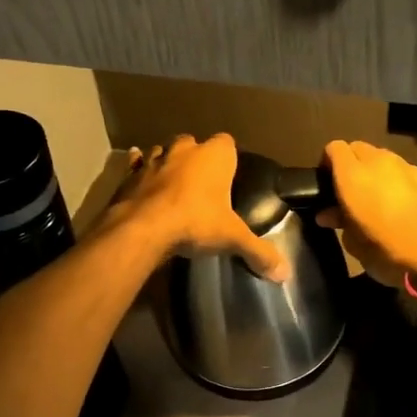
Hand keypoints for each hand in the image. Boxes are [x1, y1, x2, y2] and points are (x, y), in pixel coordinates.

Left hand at [104, 133, 289, 281]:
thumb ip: (259, 252)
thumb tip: (285, 274)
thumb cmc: (195, 222)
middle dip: (196, 158)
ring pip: (163, 152)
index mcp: (214, 156)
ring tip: (173, 185)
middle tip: (201, 184)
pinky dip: (138, 169)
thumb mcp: (232, 238)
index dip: (227, 157)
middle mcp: (184, 150)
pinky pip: (136, 165)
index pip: (227, 143)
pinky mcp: (131, 175)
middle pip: (193, 143)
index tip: (228, 175)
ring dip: (167, 163)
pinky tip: (138, 177)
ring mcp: (155, 160)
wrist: (142, 228)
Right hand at [317, 140, 416, 285]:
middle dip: (351, 164)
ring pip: (383, 158)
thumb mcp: (356, 245)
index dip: (328, 163)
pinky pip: (404, 171)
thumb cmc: (390, 252)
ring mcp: (407, 167)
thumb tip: (328, 213)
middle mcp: (378, 162)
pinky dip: (398, 180)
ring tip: (378, 197)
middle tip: (351, 191)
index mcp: (353, 175)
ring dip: (376, 171)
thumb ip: (340, 222)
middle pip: (359, 148)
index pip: (334, 148)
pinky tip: (403, 204)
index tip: (328, 184)